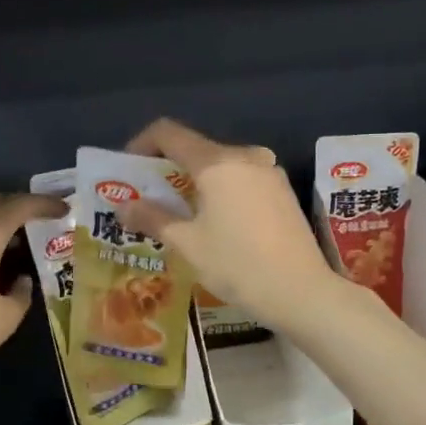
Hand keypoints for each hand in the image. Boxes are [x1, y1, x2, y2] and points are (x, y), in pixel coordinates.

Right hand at [120, 119, 340, 328]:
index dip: (142, 144)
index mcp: (217, 162)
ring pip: (221, 166)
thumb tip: (123, 206)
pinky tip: (217, 224)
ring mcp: (269, 172)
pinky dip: (221, 192)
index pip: (169, 133)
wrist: (301, 291)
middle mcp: (245, 156)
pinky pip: (242, 180)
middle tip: (150, 201)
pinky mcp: (283, 191)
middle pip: (196, 149)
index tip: (129, 171)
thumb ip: (153, 218)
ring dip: (196, 183)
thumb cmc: (237, 265)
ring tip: (181, 216)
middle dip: (168, 170)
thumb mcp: (188, 244)